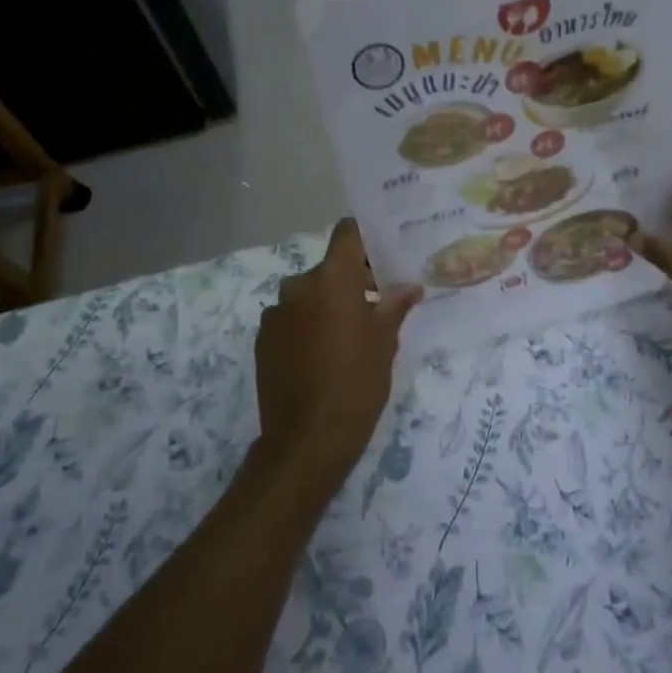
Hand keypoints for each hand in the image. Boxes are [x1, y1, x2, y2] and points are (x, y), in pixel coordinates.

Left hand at [253, 219, 421, 493]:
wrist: (308, 438)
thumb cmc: (357, 383)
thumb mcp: (385, 343)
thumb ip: (394, 307)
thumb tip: (408, 287)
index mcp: (332, 280)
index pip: (347, 234)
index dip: (364, 237)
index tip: (383, 253)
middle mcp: (299, 287)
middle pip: (329, 268)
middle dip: (353, 279)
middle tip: (377, 302)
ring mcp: (276, 313)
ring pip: (309, 294)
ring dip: (328, 303)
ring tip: (349, 334)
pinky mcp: (263, 339)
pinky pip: (291, 318)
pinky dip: (307, 324)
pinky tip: (322, 354)